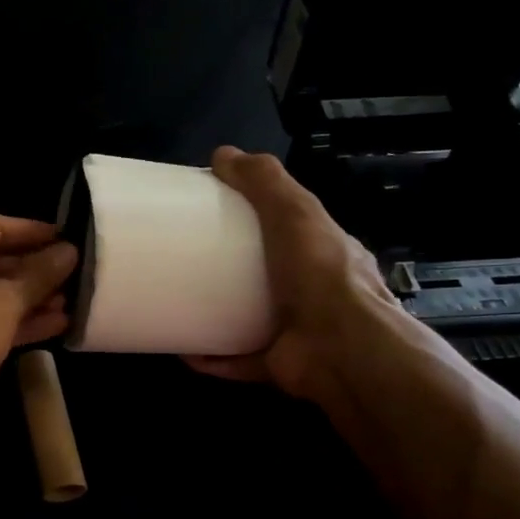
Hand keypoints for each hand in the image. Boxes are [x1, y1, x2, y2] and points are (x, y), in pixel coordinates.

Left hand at [0, 215, 77, 433]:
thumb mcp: (7, 302)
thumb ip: (41, 274)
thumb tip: (71, 251)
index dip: (35, 232)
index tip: (68, 237)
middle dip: (34, 270)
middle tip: (73, 272)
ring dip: (28, 297)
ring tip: (72, 300)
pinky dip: (12, 317)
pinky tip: (55, 323)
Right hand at [184, 147, 400, 405]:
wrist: (341, 349)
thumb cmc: (320, 275)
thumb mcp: (295, 212)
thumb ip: (264, 182)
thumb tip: (222, 154)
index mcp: (323, 253)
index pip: (291, 228)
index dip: (258, 218)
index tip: (214, 213)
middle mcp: (312, 291)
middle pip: (267, 275)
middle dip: (230, 270)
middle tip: (187, 260)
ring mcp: (296, 330)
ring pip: (250, 320)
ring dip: (216, 315)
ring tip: (179, 303)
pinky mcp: (276, 364)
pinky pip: (236, 360)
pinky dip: (211, 358)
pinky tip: (183, 350)